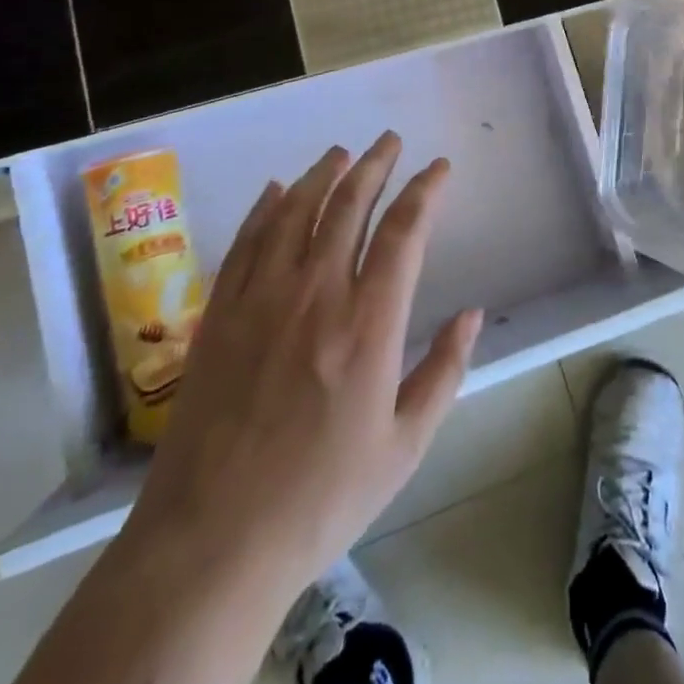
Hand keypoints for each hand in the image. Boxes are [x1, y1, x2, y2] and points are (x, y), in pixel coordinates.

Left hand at [123, 132, 483, 602]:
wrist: (211, 543)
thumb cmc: (320, 498)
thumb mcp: (404, 446)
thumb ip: (444, 371)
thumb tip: (472, 313)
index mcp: (368, 324)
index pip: (404, 231)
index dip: (425, 190)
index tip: (439, 168)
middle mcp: (316, 294)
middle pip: (348, 206)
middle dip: (375, 165)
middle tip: (390, 141)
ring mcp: (261, 299)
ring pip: (295, 212)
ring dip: (322, 175)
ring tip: (341, 153)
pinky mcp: (219, 315)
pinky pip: (247, 242)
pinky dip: (265, 208)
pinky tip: (275, 191)